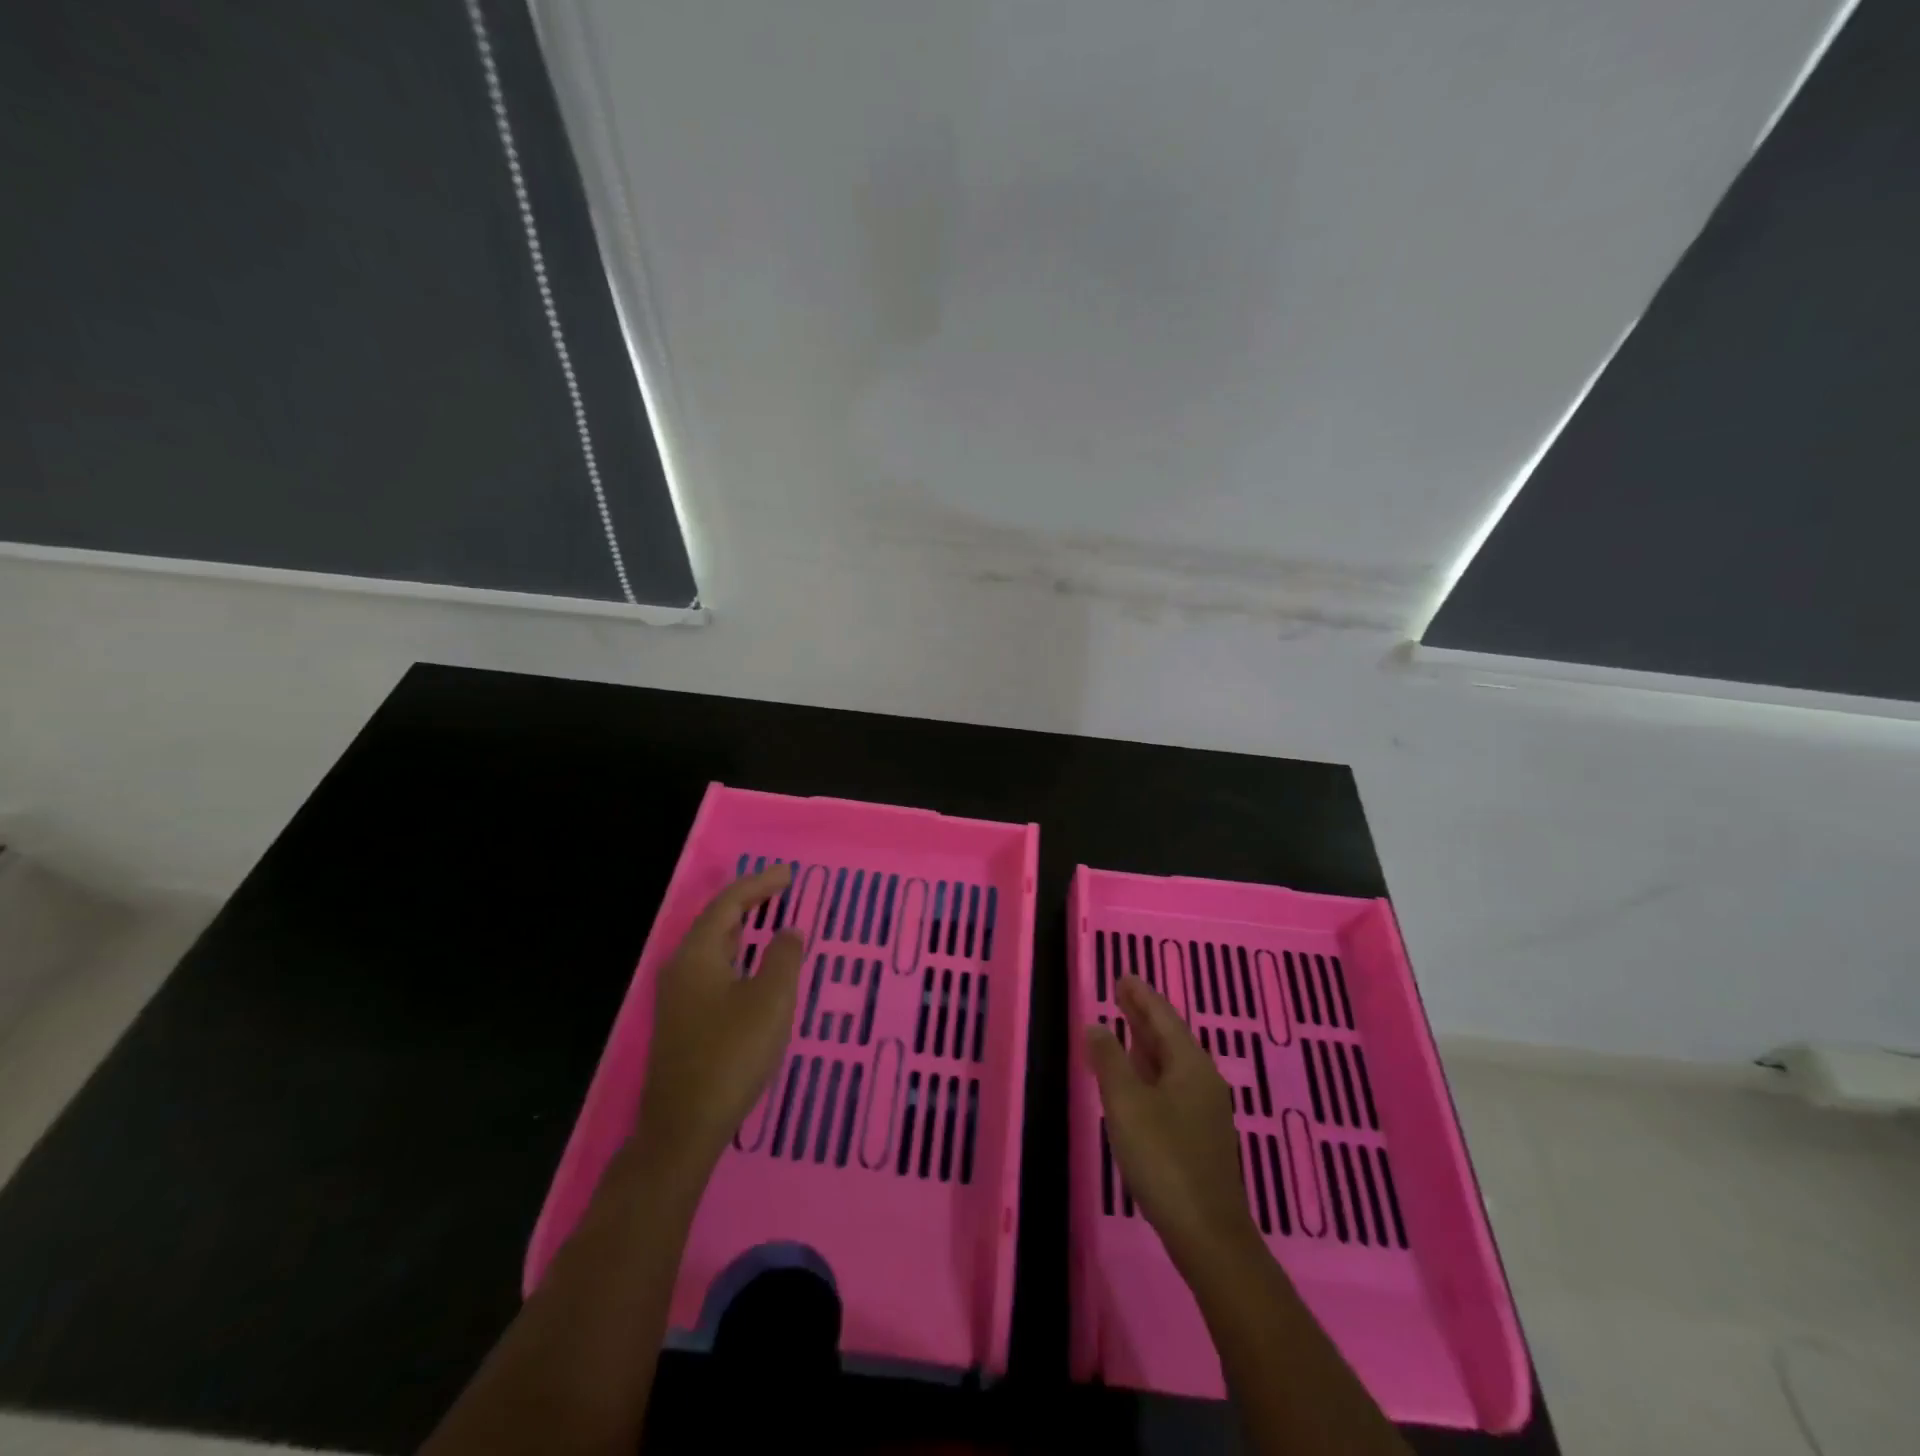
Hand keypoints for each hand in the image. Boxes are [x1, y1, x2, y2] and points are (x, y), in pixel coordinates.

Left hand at [630, 864, 804, 1184]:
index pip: (728, 904)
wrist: (683, 1127)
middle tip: (780, 890)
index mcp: (697, 954)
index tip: (789, 875)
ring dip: (740, 929)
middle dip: (748, 902)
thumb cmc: (731, 1055)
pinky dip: (735, 955)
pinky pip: (711, 970)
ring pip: (712, 948)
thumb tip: (788, 931)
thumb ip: (783, 958)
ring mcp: (677, 997)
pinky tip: (750, 968)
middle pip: (715, 922)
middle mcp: (680, 968)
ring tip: (768, 919)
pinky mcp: (682, 1022)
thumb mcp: (770, 1001)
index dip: (759, 884)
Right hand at [1086, 975, 1259, 1273]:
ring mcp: (1205, 1110)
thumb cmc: (1164, 1158)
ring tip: (1126, 1027)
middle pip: (1170, 1037)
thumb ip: (1109, 1061)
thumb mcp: (1127, 1104)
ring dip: (1147, 1043)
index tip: (1125, 976)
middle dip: (1144, 1015)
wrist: (1207, 1234)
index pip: (1163, 1017)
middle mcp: (1203, 1080)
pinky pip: (1172, 1084)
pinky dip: (1151, 1069)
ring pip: (1172, 1062)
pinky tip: (1138, 1079)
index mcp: (1190, 1065)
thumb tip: (1097, 1025)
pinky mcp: (1200, 1135)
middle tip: (1122, 992)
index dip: (1141, 996)